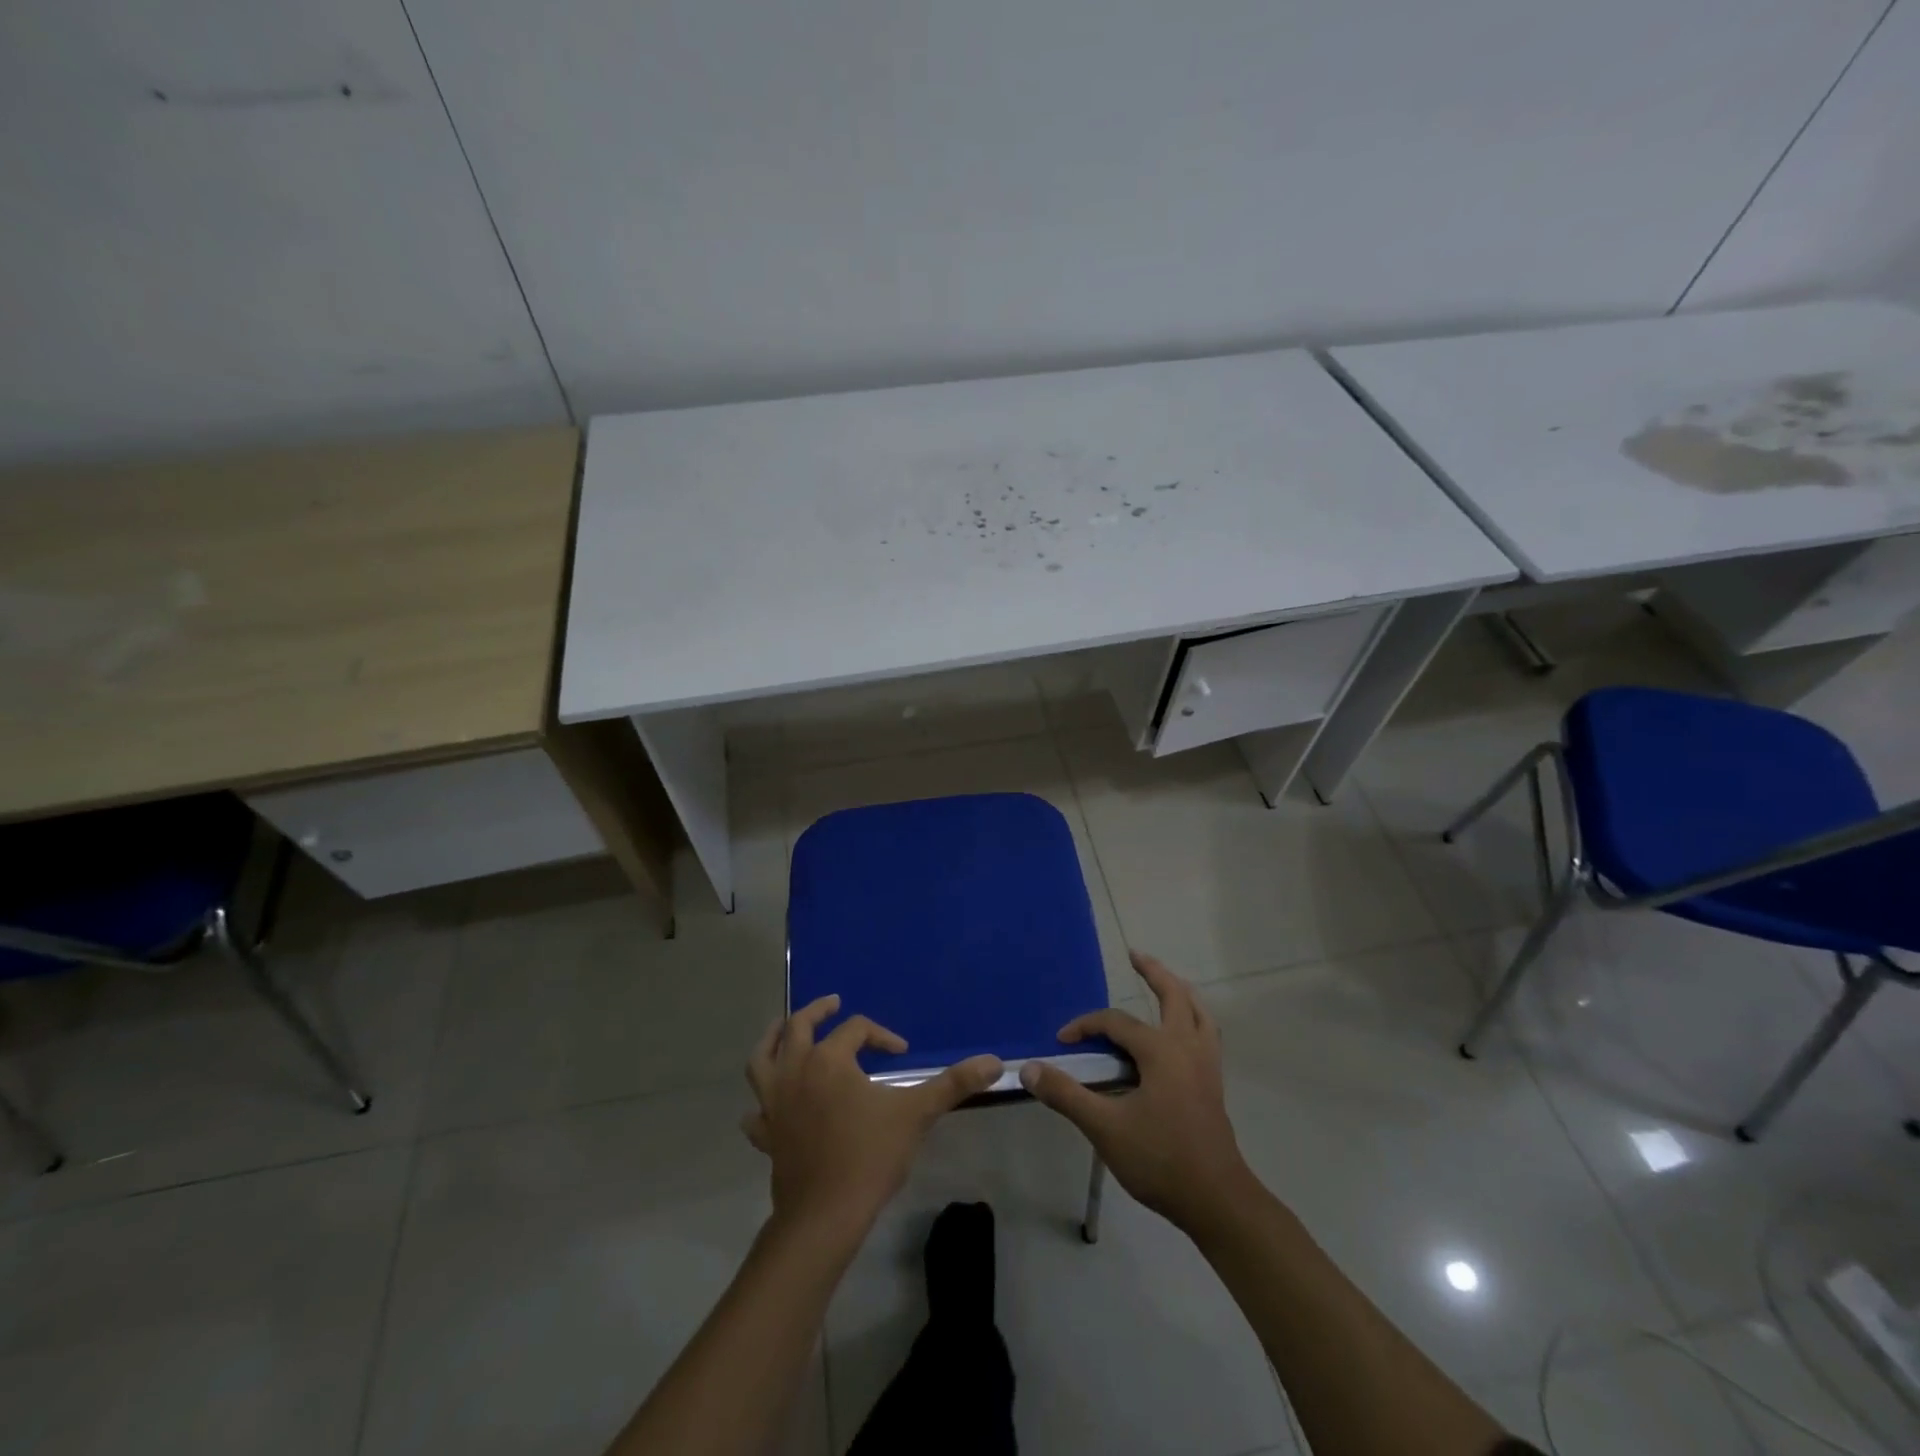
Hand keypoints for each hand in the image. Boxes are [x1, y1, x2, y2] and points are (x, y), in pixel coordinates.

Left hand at [743, 995, 1002, 1242]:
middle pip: (798, 1027)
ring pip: (762, 1059)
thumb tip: (995, 1062)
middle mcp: (796, 1071)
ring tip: (784, 1029)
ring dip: (772, 1039)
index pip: (856, 1029)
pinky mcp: (766, 1134)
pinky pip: (756, 1111)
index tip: (901, 1052)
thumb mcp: (916, 1114)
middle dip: (817, 1011)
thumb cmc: (869, 1158)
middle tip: (833, 1004)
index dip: (881, 1035)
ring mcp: (775, 1103)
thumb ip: (953, 1084)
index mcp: (829, 1060)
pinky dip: (761, 1103)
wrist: (824, 1217)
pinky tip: (769, 1105)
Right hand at [1020, 951, 1254, 1232]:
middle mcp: (1188, 1047)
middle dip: (1154, 972)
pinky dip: (1193, 1018)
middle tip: (1136, 956)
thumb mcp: (1105, 1128)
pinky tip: (1183, 1031)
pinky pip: (1206, 1034)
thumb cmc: (1160, 1160)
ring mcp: (1207, 1065)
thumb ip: (1067, 1095)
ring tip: (1167, 982)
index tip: (1061, 1040)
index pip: (1116, 1022)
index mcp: (1162, 1051)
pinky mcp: (1214, 1083)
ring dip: (1180, 992)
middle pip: (1174, 996)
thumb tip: (1029, 1069)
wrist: (1217, 1200)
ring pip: (1199, 1012)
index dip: (1086, 1025)